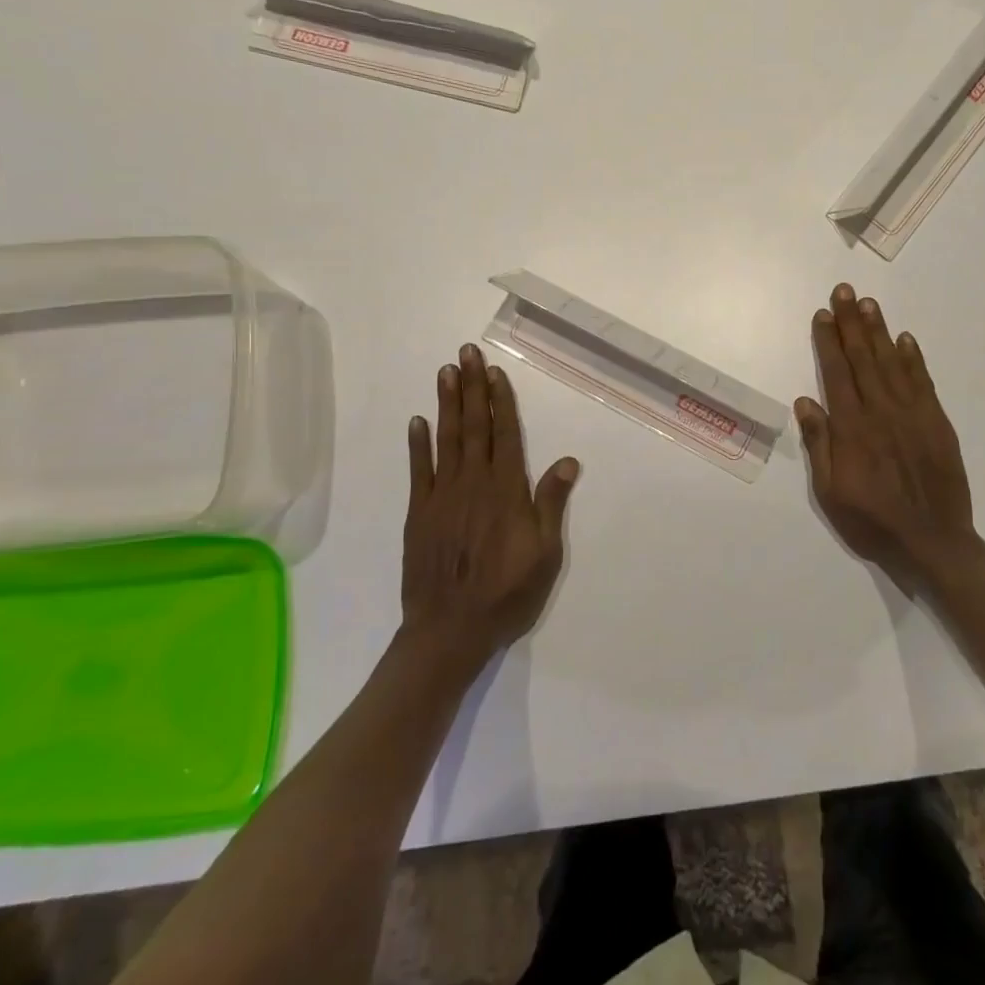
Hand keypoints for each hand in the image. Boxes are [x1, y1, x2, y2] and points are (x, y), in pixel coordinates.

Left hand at [402, 343, 579, 663]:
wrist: (449, 631)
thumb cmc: (506, 594)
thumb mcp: (545, 554)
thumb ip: (551, 504)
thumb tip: (566, 461)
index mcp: (506, 491)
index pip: (504, 434)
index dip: (500, 401)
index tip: (494, 371)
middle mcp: (473, 483)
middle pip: (474, 426)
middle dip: (471, 387)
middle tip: (465, 353)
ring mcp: (441, 496)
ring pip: (446, 439)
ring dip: (446, 404)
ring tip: (445, 372)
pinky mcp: (418, 513)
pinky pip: (418, 470)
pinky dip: (417, 444)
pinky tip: (417, 421)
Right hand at [795, 284, 975, 585]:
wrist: (933, 543)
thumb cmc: (872, 521)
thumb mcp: (830, 493)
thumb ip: (820, 444)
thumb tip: (806, 401)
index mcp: (852, 428)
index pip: (837, 373)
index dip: (829, 342)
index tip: (823, 315)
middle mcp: (882, 412)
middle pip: (864, 358)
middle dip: (851, 323)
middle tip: (844, 292)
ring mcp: (913, 415)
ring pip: (892, 363)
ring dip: (880, 331)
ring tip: (869, 304)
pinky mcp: (937, 423)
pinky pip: (923, 382)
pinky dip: (913, 358)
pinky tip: (905, 339)